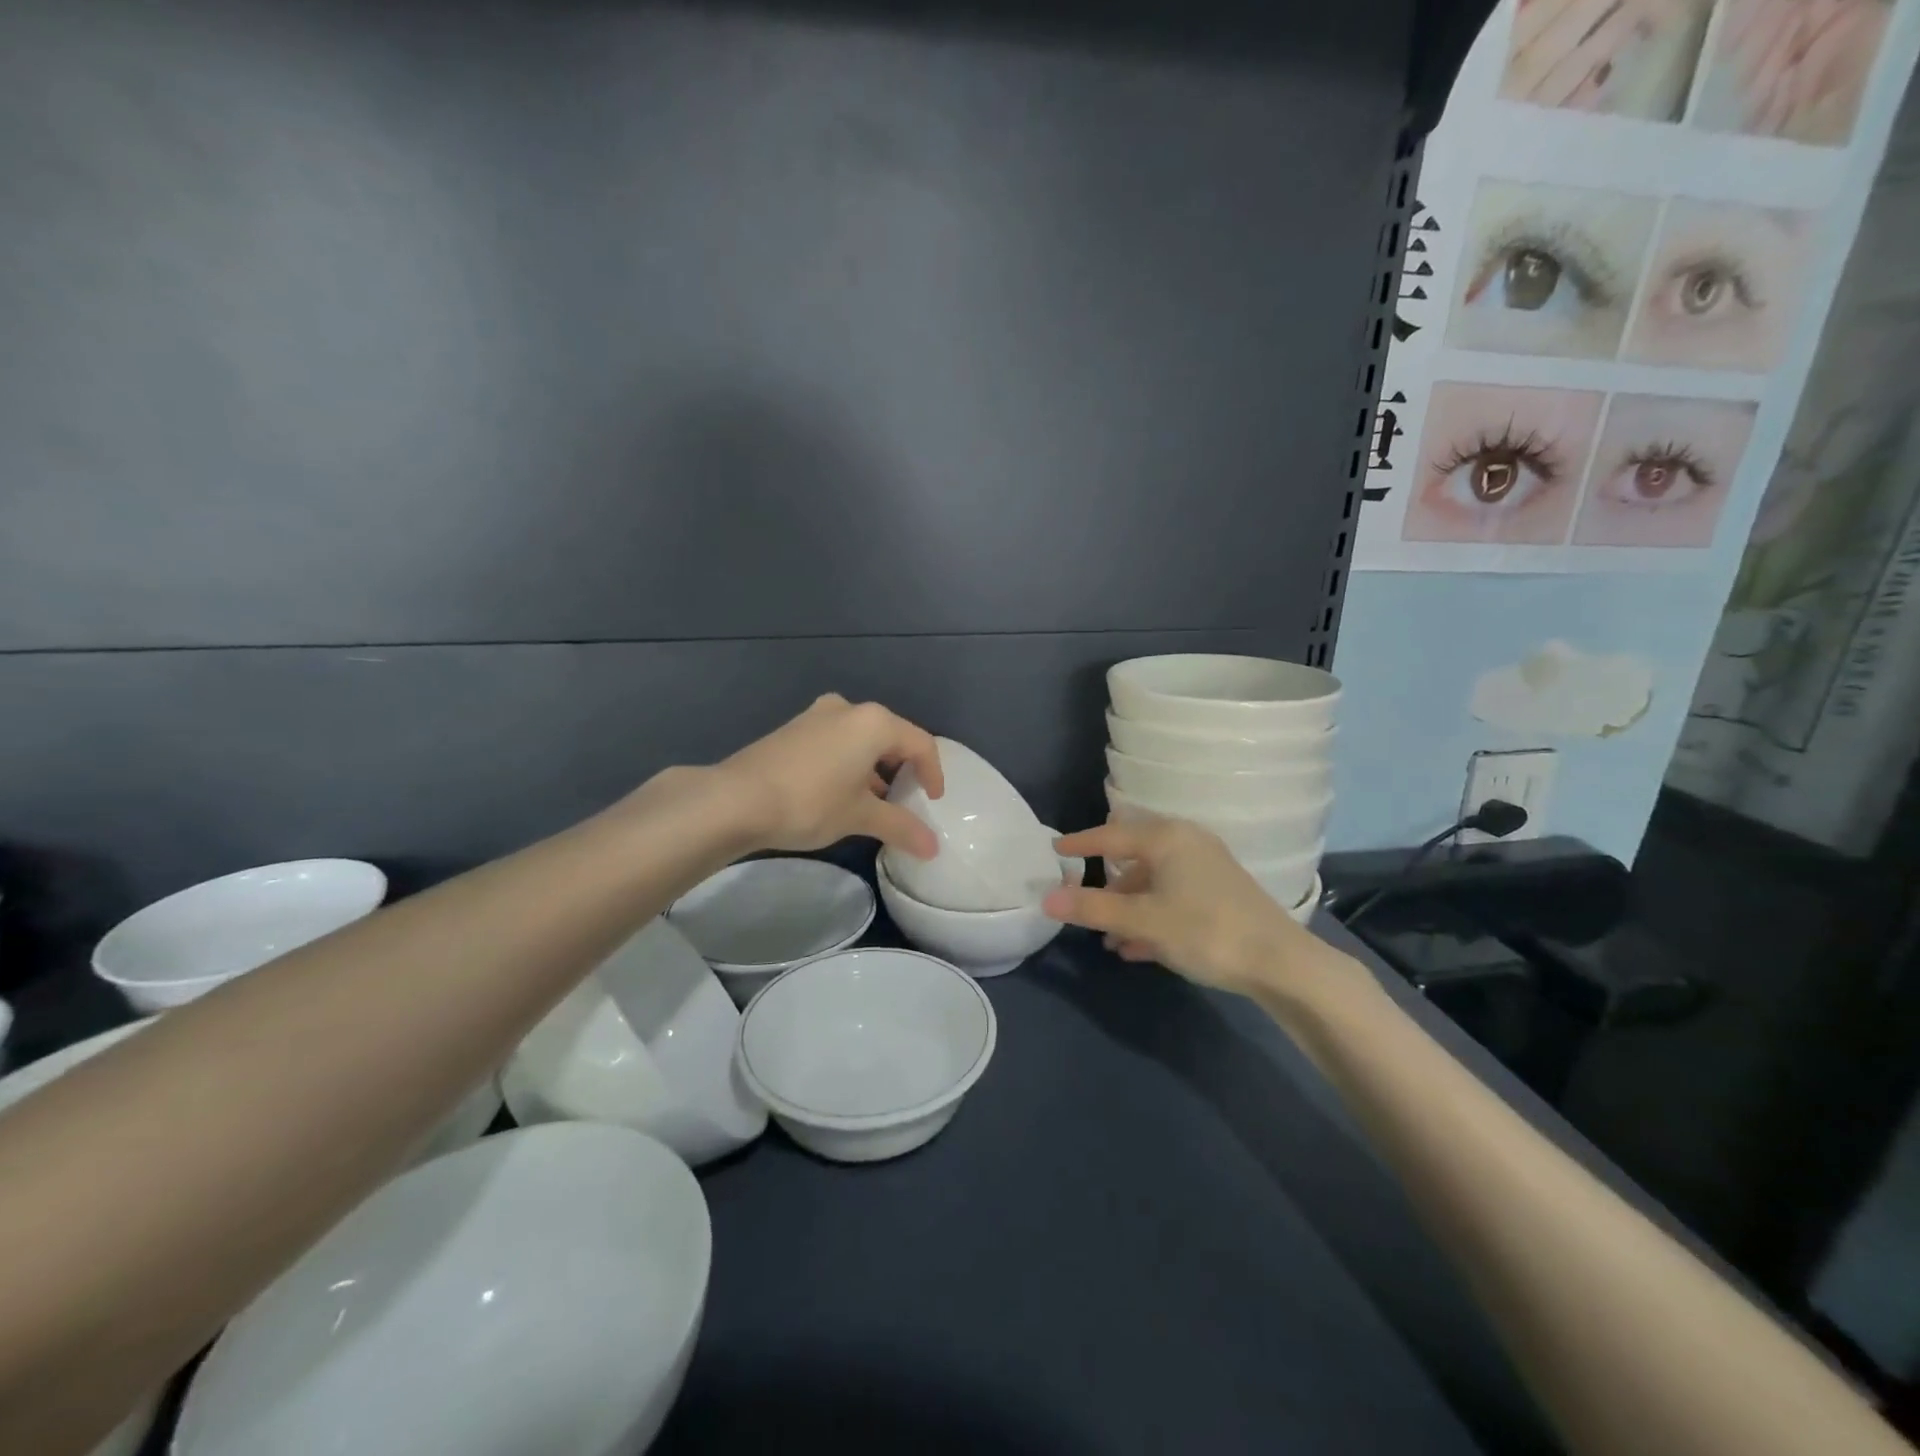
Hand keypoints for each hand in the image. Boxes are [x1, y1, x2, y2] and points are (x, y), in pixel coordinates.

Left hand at [717, 694, 944, 857]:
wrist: (735, 800)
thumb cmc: (810, 802)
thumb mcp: (860, 816)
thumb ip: (901, 826)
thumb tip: (933, 849)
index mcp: (873, 722)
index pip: (920, 744)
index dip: (933, 774)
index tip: (932, 802)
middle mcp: (848, 709)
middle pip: (891, 737)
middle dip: (902, 770)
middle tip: (905, 801)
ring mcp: (817, 716)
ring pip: (861, 739)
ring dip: (874, 769)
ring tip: (874, 803)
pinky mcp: (794, 729)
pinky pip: (836, 741)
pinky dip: (849, 764)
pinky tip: (841, 793)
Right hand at [1042, 818, 1312, 996]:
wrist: (1281, 963)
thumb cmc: (1205, 931)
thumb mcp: (1143, 921)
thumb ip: (1094, 908)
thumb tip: (1046, 898)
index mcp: (1166, 838)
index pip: (1111, 836)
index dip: (1080, 844)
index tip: (1054, 848)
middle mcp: (1187, 842)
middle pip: (1134, 856)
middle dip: (1108, 882)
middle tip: (1082, 898)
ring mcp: (1207, 867)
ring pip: (1154, 881)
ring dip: (1128, 907)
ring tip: (1109, 939)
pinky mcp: (1220, 892)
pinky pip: (1173, 896)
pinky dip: (1152, 915)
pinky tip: (1137, 947)